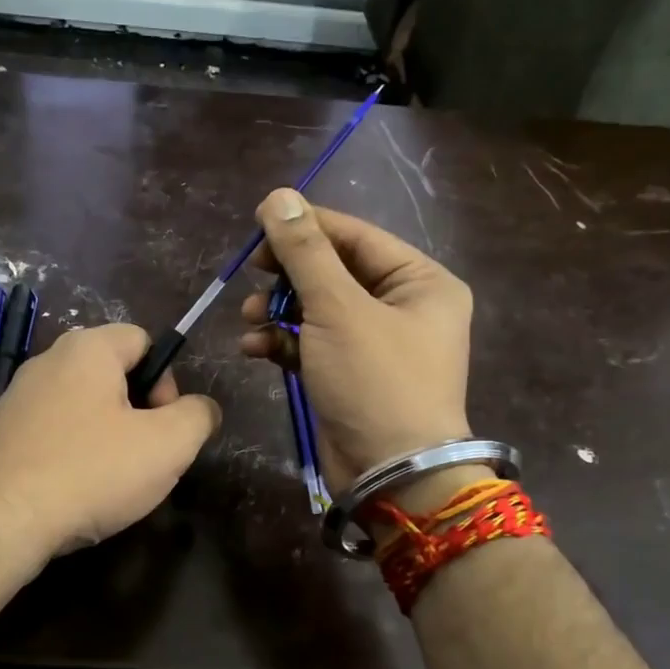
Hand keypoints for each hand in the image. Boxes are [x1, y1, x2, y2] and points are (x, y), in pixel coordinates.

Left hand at [0, 323, 221, 572]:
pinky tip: (72, 494)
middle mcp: (46, 362)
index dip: (167, 381)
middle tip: (143, 459)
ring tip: (109, 483)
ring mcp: (16, 399)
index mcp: (87, 349)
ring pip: (82, 408)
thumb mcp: (168, 445)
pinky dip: (71, 456)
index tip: (164, 427)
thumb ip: (198, 416)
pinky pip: (52, 434)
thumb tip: (201, 409)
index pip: (144, 341)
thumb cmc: (89, 472)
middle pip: (113, 376)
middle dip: (138, 414)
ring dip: (106, 439)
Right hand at [239, 189, 472, 485]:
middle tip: (252, 274)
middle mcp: (402, 307)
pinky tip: (253, 348)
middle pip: (334, 272)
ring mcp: (374, 344)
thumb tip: (278, 196)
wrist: (389, 472)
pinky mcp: (348, 375)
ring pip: (317, 309)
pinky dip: (282, 343)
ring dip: (278, 311)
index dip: (306, 227)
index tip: (258, 224)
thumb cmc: (375, 381)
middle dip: (288, 276)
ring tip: (249, 318)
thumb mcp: (337, 309)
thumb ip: (305, 252)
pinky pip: (311, 344)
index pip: (356, 237)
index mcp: (420, 282)